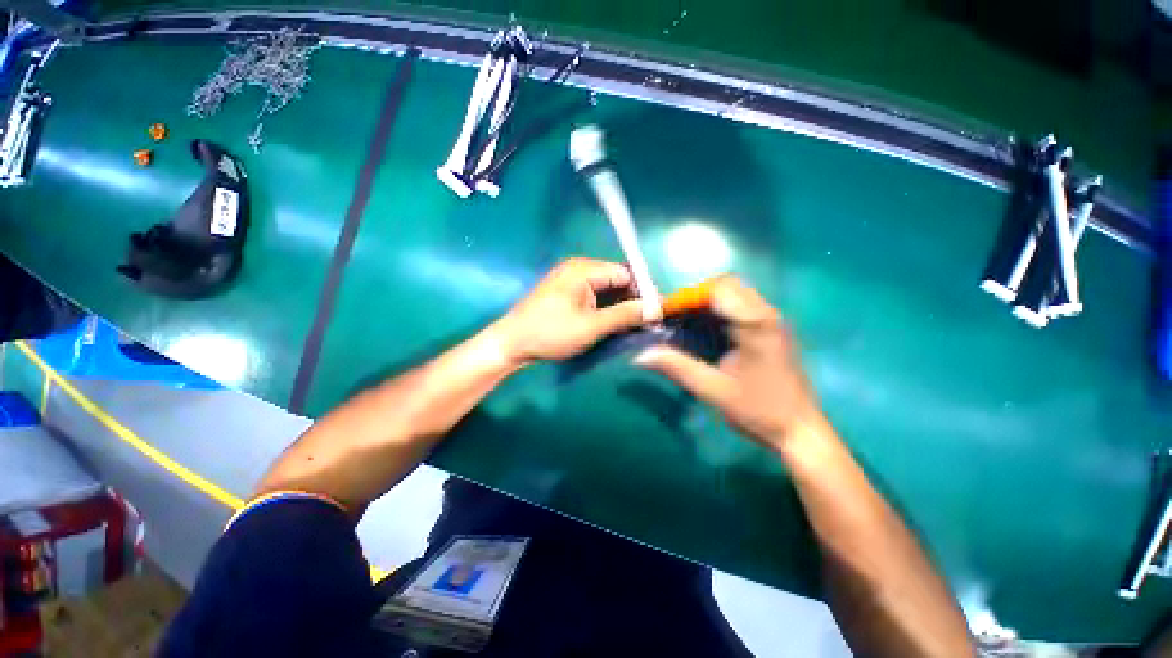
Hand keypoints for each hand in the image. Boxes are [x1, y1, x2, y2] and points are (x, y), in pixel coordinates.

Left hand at [492, 258, 647, 363]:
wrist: (511, 343)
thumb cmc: (550, 333)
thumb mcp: (591, 326)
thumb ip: (625, 315)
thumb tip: (656, 309)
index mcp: (584, 269)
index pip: (625, 272)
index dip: (642, 291)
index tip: (656, 312)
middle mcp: (579, 269)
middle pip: (616, 280)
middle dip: (632, 300)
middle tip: (646, 323)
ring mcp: (571, 281)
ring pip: (606, 290)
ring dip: (619, 307)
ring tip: (633, 327)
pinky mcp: (566, 293)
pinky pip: (594, 297)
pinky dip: (605, 309)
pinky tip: (613, 324)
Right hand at [635, 275, 825, 450]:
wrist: (800, 431)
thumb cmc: (760, 411)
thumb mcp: (714, 390)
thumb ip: (678, 368)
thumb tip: (641, 356)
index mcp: (756, 325)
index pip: (719, 289)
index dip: (687, 296)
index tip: (665, 313)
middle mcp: (766, 314)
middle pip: (726, 285)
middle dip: (696, 296)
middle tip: (675, 317)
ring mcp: (770, 321)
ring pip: (734, 293)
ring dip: (706, 302)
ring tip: (684, 321)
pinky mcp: (769, 329)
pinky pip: (739, 306)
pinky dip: (717, 310)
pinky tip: (704, 330)